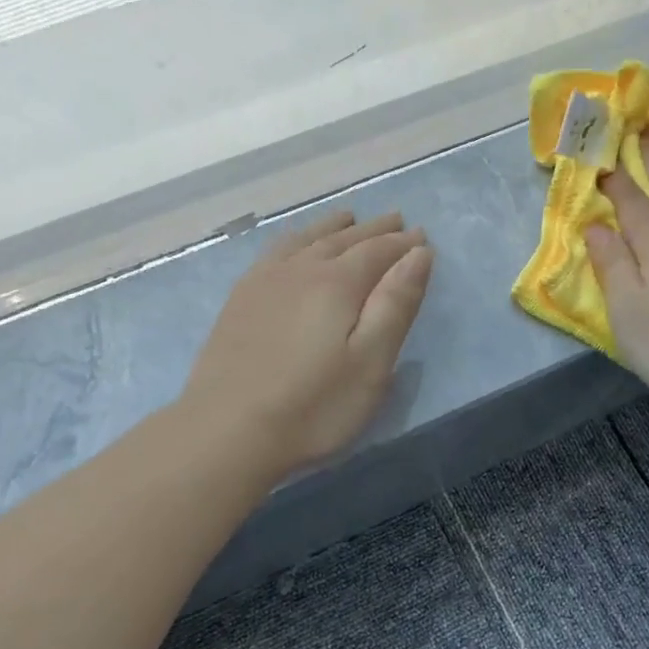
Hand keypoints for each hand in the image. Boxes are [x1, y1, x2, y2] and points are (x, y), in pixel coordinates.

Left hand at [184, 211, 433, 476]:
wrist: (227, 431)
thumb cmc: (313, 406)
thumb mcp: (370, 362)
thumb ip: (396, 304)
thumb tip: (418, 253)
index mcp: (337, 283)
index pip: (378, 251)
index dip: (402, 243)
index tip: (422, 236)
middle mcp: (300, 270)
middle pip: (343, 239)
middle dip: (373, 230)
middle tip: (396, 220)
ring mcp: (264, 282)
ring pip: (306, 240)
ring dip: (332, 227)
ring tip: (348, 218)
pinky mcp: (240, 300)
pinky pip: (274, 252)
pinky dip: (295, 239)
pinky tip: (294, 245)